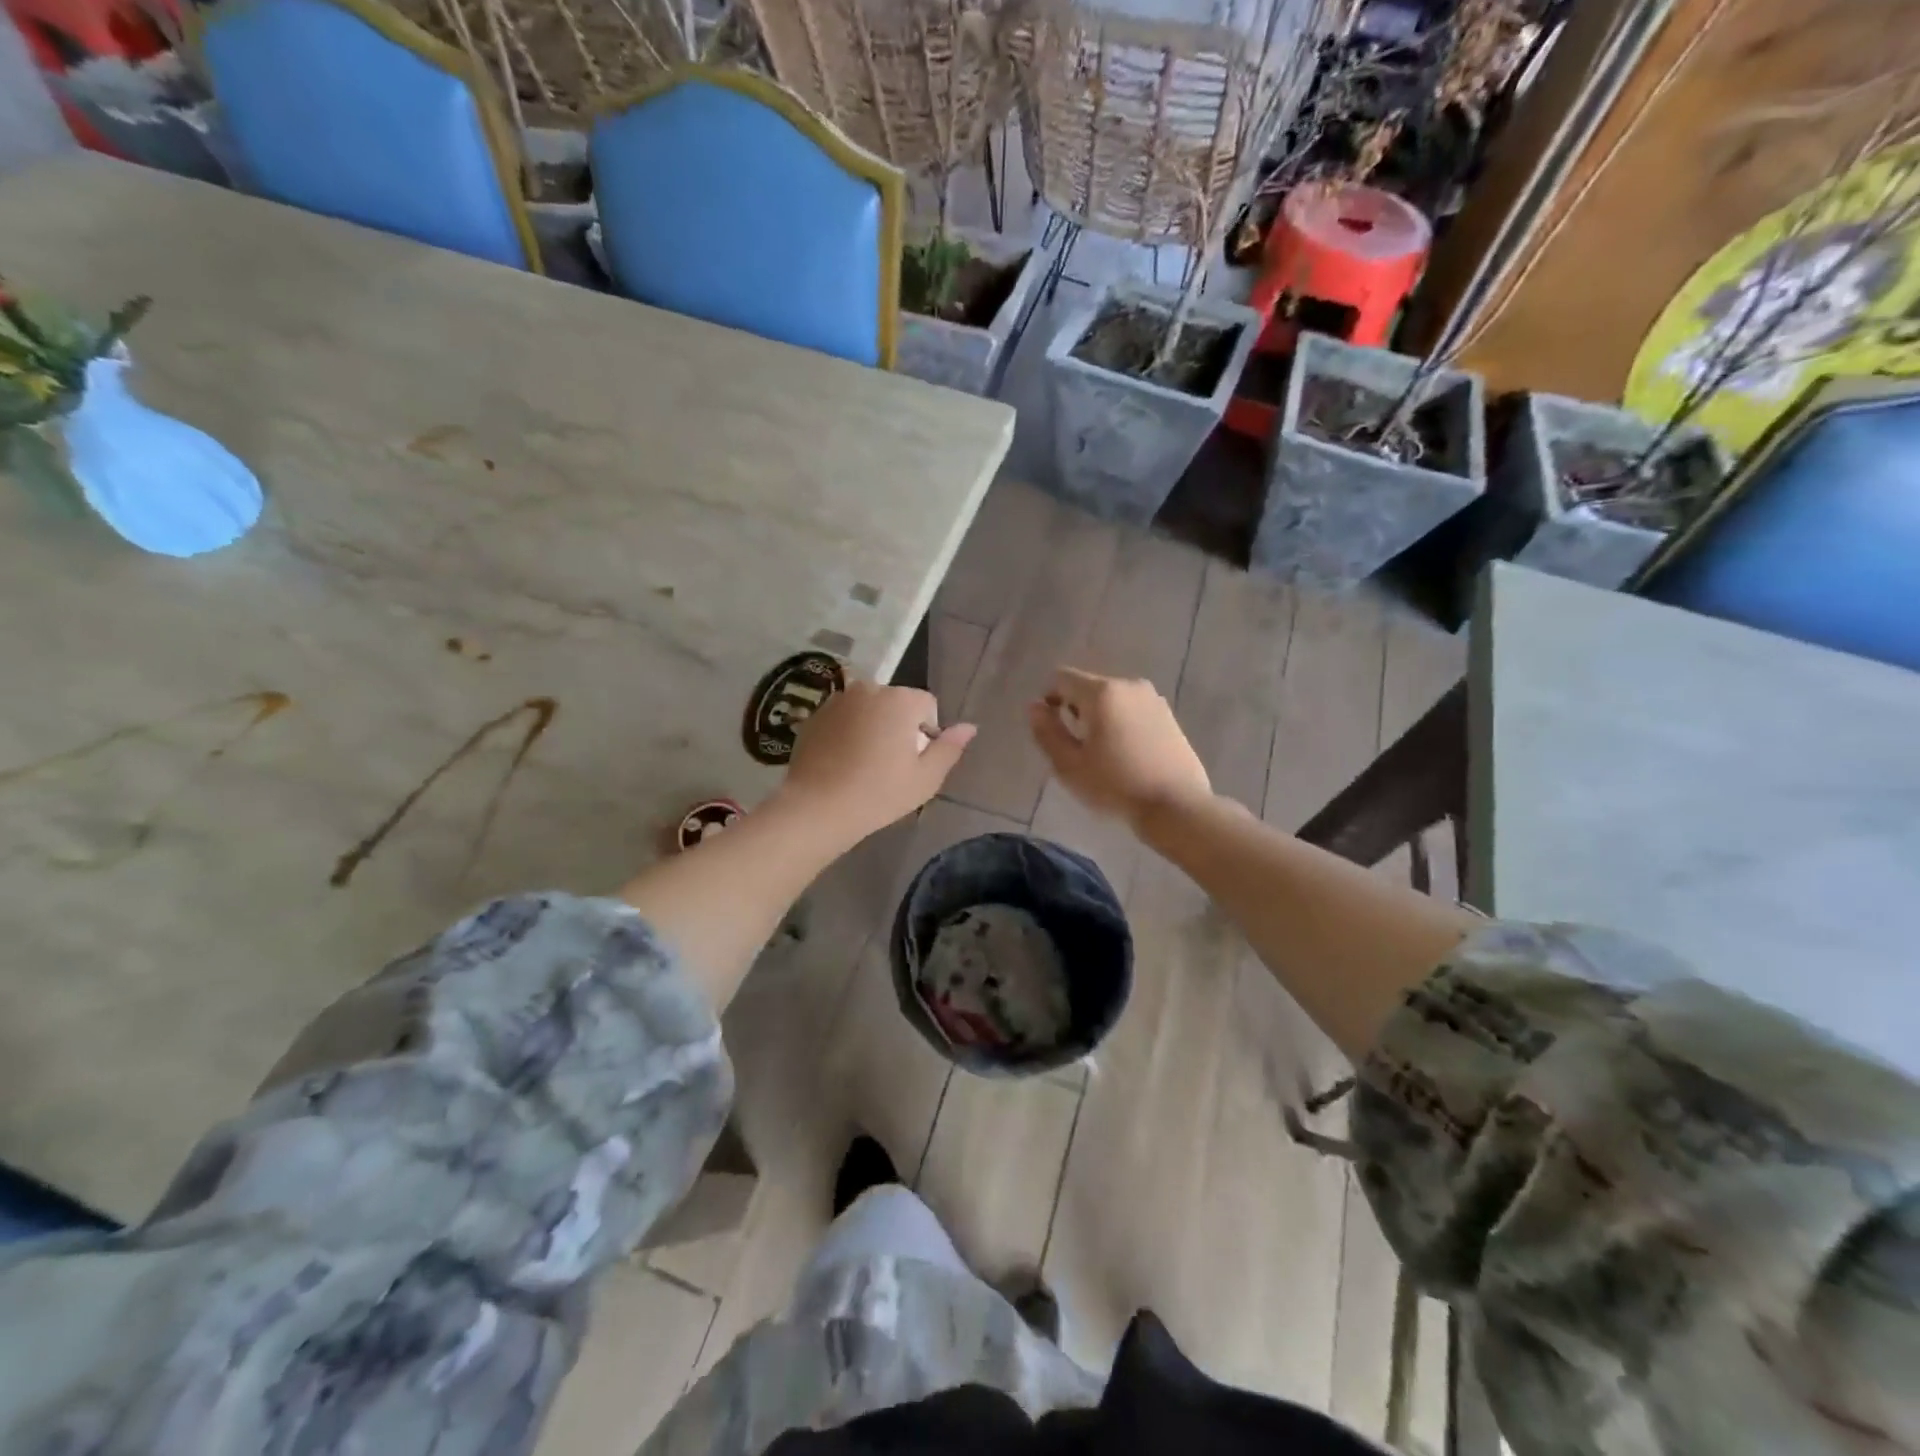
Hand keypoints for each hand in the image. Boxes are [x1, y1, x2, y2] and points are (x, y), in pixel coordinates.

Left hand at [778, 681, 975, 843]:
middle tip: (890, 765)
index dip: (927, 733)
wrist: (817, 806)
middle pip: (897, 703)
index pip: (927, 705)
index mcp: (901, 699)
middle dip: (899, 726)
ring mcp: (838, 700)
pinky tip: (842, 762)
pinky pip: (843, 718)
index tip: (914, 762)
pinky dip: (847, 732)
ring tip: (864, 764)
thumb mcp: (926, 778)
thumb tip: (970, 727)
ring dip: (873, 727)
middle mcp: (869, 689)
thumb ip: (950, 748)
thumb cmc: (879, 793)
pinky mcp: (815, 715)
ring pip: (868, 709)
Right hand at [1028, 668, 1209, 829]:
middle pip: (1088, 687)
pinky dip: (1121, 723)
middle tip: (1075, 747)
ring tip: (1101, 753)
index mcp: (1102, 692)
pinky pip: (1133, 710)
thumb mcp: (1069, 765)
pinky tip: (1126, 755)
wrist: (1176, 806)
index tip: (1051, 729)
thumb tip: (1035, 707)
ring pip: (1112, 699)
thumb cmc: (1115, 786)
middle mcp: (1129, 685)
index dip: (1048, 698)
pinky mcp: (1168, 716)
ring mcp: (1153, 699)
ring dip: (1099, 717)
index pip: (1061, 678)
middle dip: (1075, 709)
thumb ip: (1047, 732)